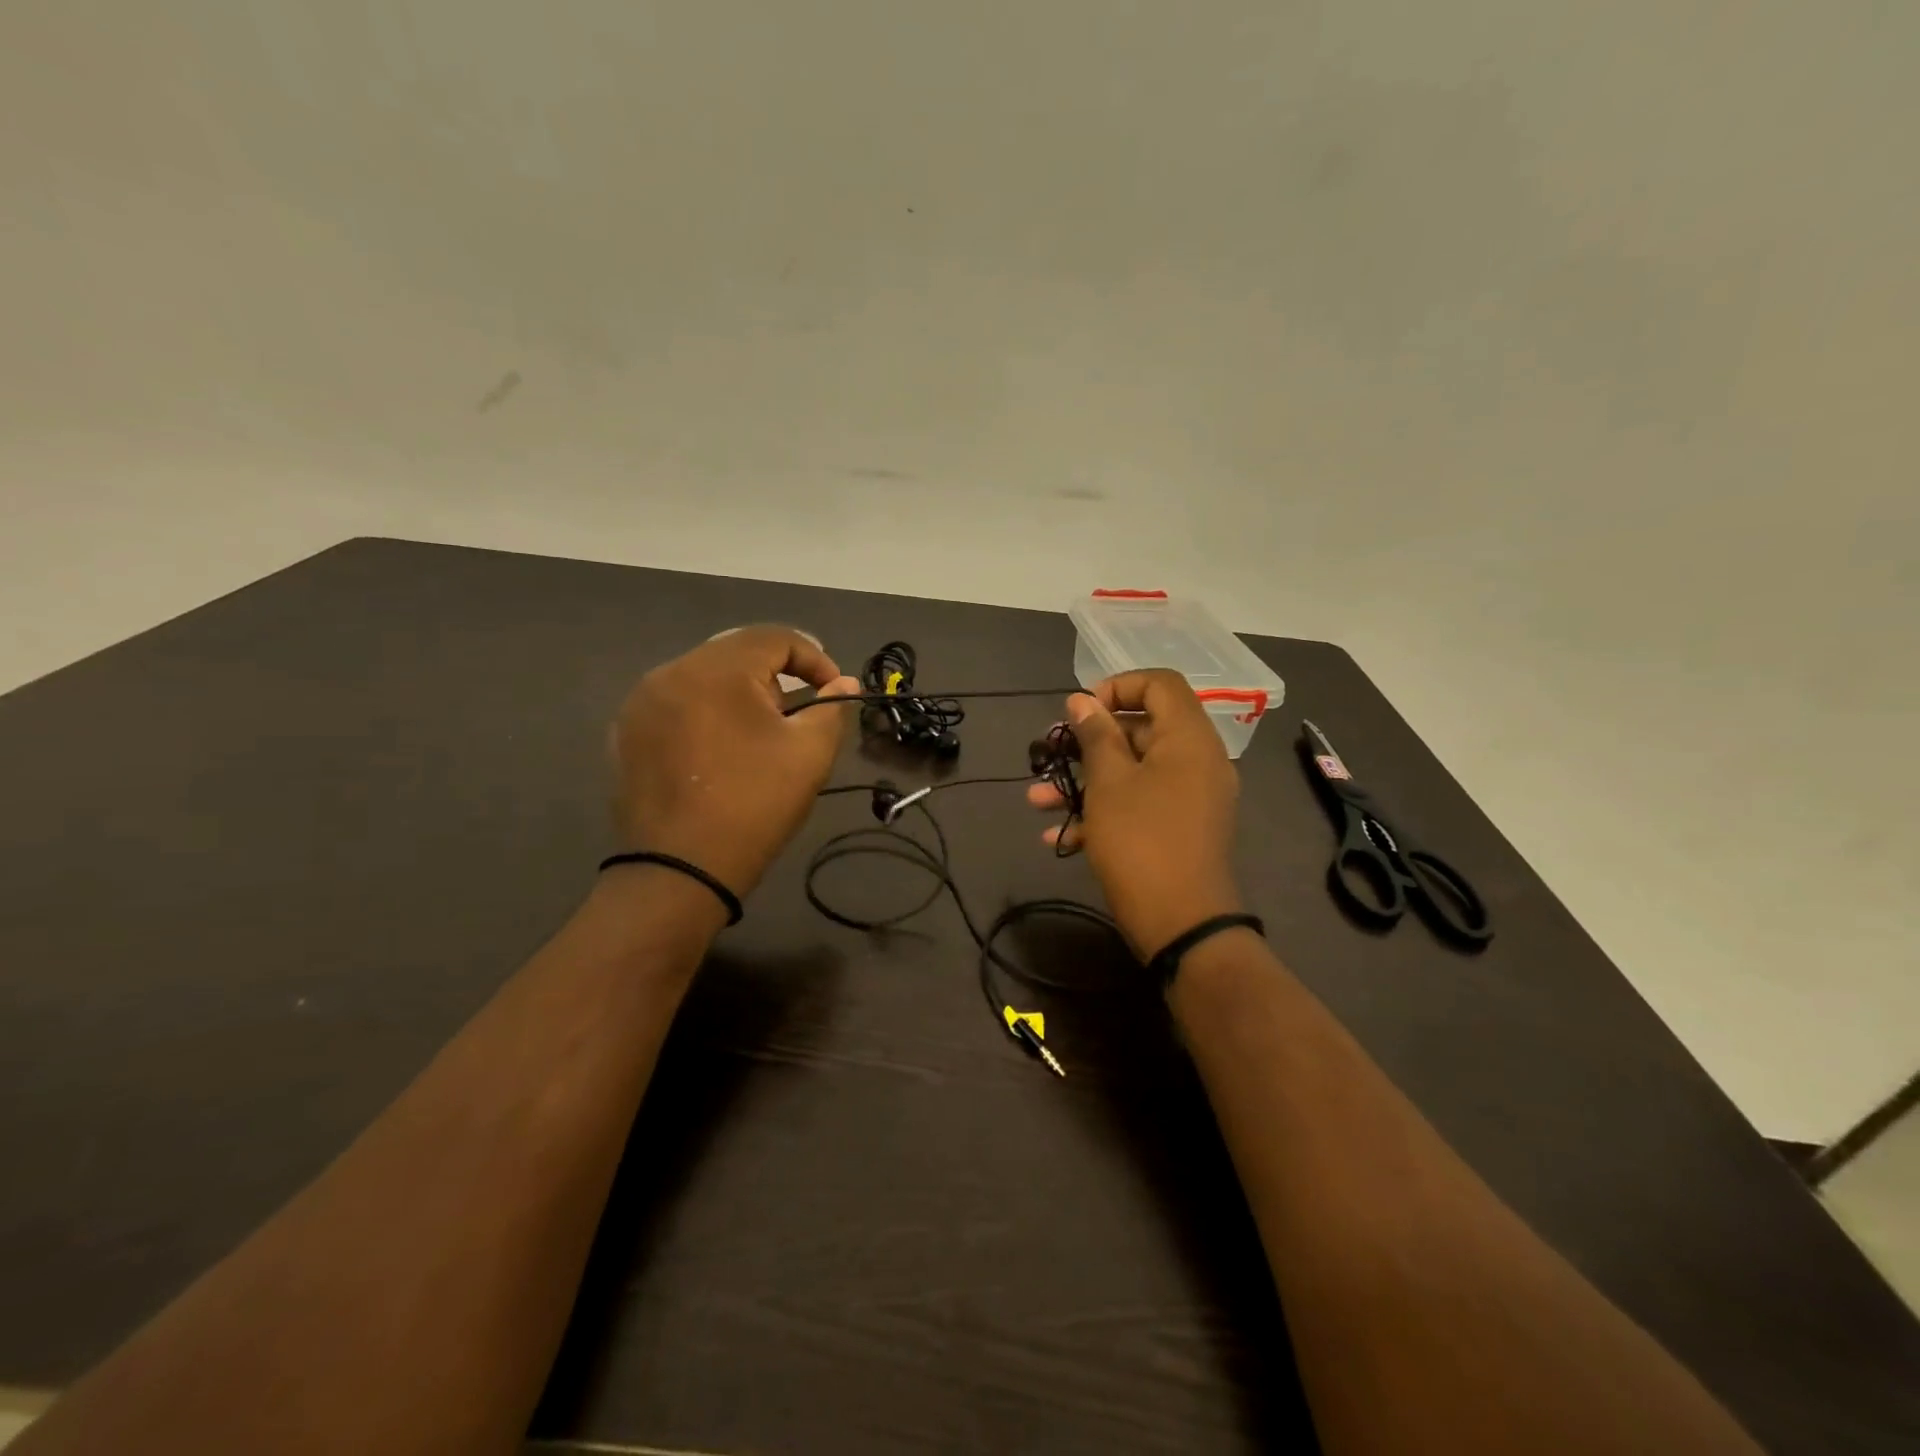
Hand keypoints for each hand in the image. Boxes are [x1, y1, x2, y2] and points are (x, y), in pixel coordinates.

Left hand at [609, 626, 858, 896]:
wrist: (679, 870)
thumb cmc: (754, 804)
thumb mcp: (809, 754)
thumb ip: (831, 708)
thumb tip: (843, 682)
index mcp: (717, 669)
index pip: (776, 638)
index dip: (815, 659)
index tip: (834, 692)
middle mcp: (670, 672)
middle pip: (736, 654)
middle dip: (777, 677)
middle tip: (798, 715)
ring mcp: (641, 703)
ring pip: (704, 679)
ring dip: (739, 695)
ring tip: (760, 735)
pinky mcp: (626, 733)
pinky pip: (677, 705)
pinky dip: (706, 714)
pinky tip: (720, 752)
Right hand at [1028, 669, 1243, 957]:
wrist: (1182, 925)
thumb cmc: (1141, 841)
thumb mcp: (1108, 783)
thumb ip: (1095, 735)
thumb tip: (1082, 700)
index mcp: (1188, 738)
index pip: (1160, 684)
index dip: (1117, 686)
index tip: (1081, 710)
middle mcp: (1197, 760)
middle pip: (1142, 728)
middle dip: (1089, 741)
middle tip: (1051, 752)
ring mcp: (1192, 798)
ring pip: (1134, 771)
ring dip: (1085, 781)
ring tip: (1037, 800)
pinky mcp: (1181, 829)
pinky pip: (1142, 804)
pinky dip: (1105, 811)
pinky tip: (1059, 837)